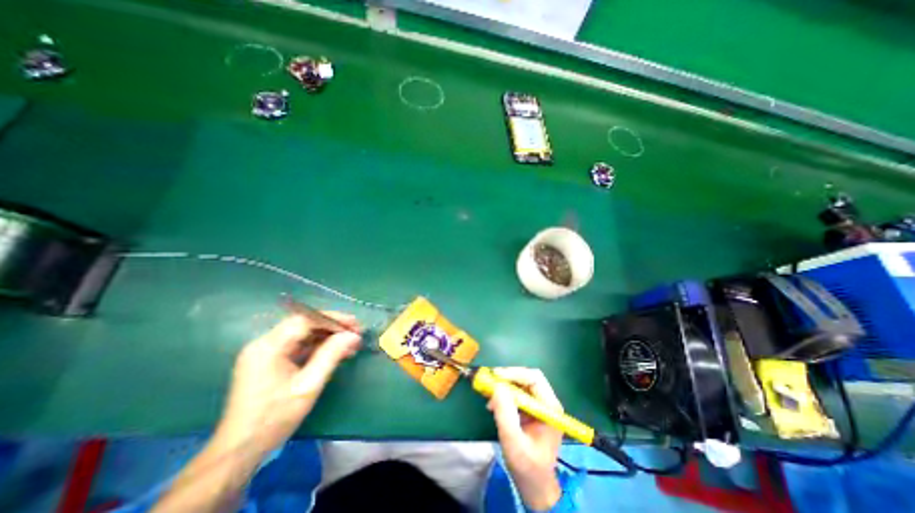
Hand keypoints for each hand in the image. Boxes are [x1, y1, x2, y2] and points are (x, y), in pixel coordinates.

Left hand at [215, 313, 360, 455]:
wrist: (238, 452)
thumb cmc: (274, 419)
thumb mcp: (308, 386)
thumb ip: (331, 355)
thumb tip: (353, 335)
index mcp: (269, 347)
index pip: (305, 320)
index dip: (332, 319)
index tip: (355, 325)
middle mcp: (264, 344)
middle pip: (304, 325)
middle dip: (332, 327)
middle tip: (356, 333)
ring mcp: (265, 353)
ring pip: (303, 335)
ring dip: (327, 337)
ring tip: (350, 344)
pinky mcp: (269, 362)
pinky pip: (298, 346)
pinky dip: (318, 347)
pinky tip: (335, 353)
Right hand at [490, 367, 560, 511]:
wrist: (535, 486)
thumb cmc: (527, 467)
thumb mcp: (513, 442)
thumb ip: (505, 413)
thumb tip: (497, 386)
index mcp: (550, 408)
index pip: (534, 378)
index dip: (514, 373)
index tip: (495, 376)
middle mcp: (547, 402)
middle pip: (528, 378)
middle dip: (508, 378)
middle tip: (489, 381)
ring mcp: (539, 405)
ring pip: (521, 384)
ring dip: (504, 386)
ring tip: (489, 395)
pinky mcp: (531, 410)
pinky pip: (517, 393)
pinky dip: (504, 395)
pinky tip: (493, 404)